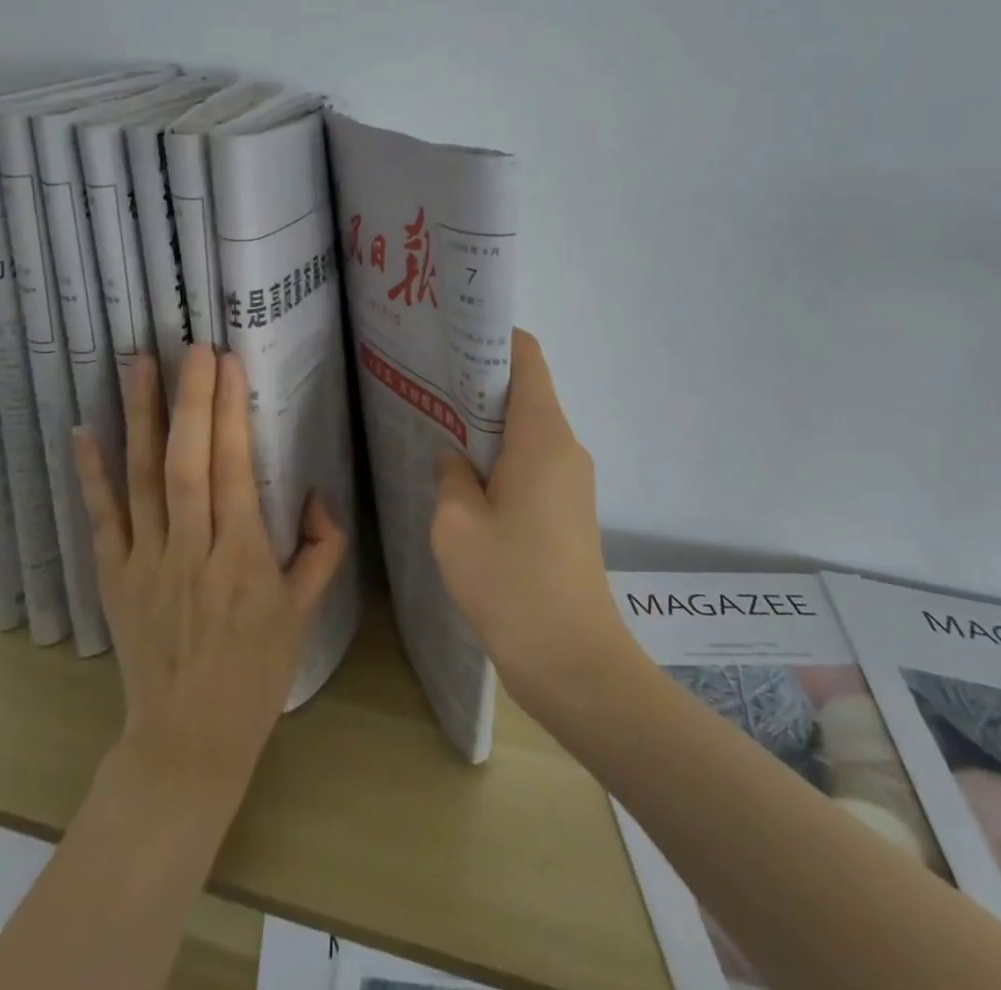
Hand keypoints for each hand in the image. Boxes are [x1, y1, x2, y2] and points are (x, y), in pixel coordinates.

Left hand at [74, 346, 346, 806]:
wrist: (188, 740)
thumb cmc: (256, 673)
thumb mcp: (305, 613)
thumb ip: (322, 547)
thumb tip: (316, 492)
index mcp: (243, 560)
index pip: (234, 471)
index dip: (230, 413)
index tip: (228, 364)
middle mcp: (191, 553)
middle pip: (188, 464)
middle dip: (192, 400)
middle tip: (193, 347)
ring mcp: (145, 564)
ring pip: (142, 479)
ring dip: (142, 418)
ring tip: (140, 364)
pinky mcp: (114, 578)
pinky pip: (102, 519)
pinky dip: (92, 474)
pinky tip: (85, 430)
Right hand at [430, 329, 629, 709]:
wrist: (574, 663)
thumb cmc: (511, 582)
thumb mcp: (456, 523)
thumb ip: (450, 474)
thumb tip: (455, 456)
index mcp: (542, 434)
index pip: (526, 357)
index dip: (491, 338)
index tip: (449, 340)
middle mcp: (565, 446)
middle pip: (525, 389)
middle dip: (478, 381)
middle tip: (426, 381)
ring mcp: (571, 479)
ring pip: (527, 428)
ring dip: (486, 424)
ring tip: (437, 426)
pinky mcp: (568, 509)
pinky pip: (533, 461)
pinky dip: (501, 456)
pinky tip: (465, 478)